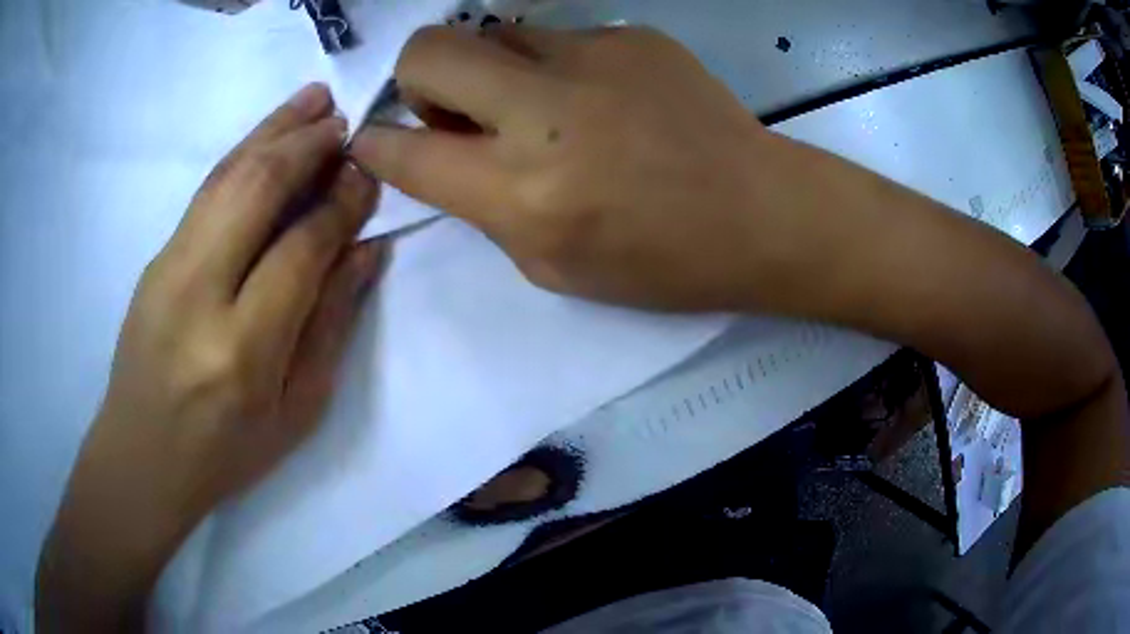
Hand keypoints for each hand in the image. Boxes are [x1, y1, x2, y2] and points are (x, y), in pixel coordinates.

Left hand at [37, 83, 381, 631]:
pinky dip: (242, 152)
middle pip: (255, 192)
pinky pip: (205, 192)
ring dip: (273, 131)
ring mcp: (167, 269)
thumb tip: (366, 250)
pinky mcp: (155, 258)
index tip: (368, 174)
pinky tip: (267, 134)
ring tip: (313, 100)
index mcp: (242, 351)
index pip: (299, 250)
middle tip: (346, 120)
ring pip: (226, 177)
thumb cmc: (226, 452)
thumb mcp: (297, 411)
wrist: (143, 456)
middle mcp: (198, 295)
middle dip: (306, 145)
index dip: (340, 204)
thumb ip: (331, 326)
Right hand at [350, 26, 787, 309]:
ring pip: (494, 35)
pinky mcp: (631, 34)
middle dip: (419, 80)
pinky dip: (557, 68)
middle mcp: (544, 110)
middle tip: (456, 111)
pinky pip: (559, 39)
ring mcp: (592, 58)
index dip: (376, 145)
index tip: (375, 141)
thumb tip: (447, 151)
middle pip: (428, 49)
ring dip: (493, 72)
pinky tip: (602, 99)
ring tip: (540, 106)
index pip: (405, 150)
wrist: (760, 212)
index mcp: (522, 191)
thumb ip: (485, 205)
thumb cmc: (662, 261)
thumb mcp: (551, 265)